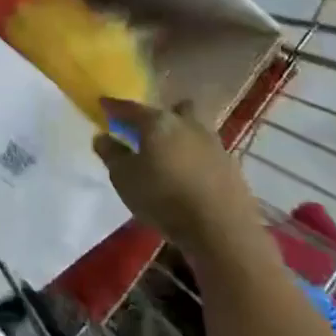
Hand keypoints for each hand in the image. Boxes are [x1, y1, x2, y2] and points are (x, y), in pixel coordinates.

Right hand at [94, 98, 265, 260]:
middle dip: (163, 114)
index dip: (115, 106)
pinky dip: (198, 159)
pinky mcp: (233, 168)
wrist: (222, 230)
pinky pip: (209, 154)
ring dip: (183, 136)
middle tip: (149, 130)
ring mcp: (215, 145)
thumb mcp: (124, 178)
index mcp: (159, 123)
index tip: (104, 104)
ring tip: (171, 155)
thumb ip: (111, 154)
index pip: (132, 108)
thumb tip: (103, 137)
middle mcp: (188, 125)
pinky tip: (191, 176)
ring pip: (196, 129)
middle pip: (176, 109)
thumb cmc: (163, 198)